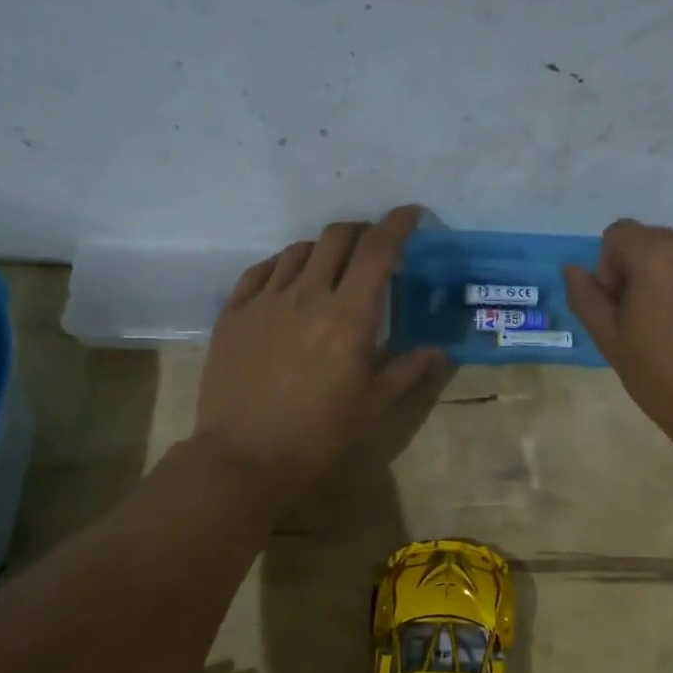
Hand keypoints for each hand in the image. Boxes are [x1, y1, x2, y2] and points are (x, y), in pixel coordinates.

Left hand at [194, 207, 442, 491]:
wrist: (246, 458)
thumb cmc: (320, 435)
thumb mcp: (375, 406)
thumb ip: (408, 369)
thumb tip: (438, 350)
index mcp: (349, 316)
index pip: (378, 250)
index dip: (397, 224)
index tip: (411, 215)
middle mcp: (308, 295)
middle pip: (337, 237)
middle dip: (362, 231)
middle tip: (373, 246)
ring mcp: (265, 300)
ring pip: (299, 249)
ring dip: (324, 248)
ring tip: (332, 267)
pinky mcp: (234, 312)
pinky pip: (262, 269)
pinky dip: (284, 264)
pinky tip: (289, 280)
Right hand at [564, 220, 672, 453]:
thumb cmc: (667, 381)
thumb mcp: (613, 344)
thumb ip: (587, 299)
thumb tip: (573, 270)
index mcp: (659, 255)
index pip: (619, 234)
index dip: (611, 267)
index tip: (621, 306)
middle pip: (660, 243)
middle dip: (647, 273)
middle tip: (652, 323)